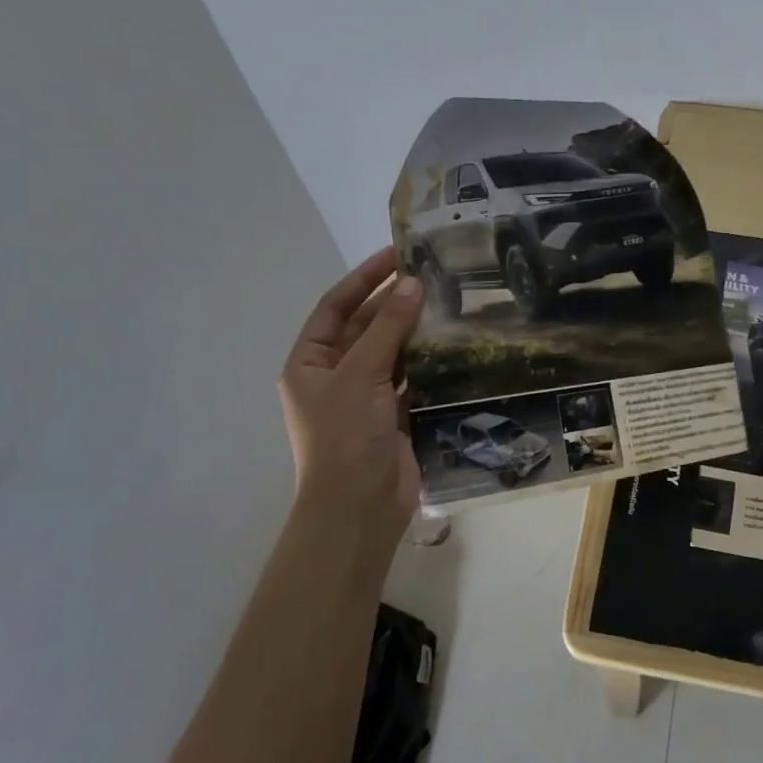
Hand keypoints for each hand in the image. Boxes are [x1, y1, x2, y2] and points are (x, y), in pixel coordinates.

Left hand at [279, 248, 424, 548]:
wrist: (358, 508)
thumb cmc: (345, 436)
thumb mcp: (361, 374)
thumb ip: (388, 327)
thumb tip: (412, 283)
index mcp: (310, 363)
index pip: (336, 307)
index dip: (364, 278)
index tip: (396, 253)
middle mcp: (334, 376)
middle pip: (365, 328)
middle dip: (394, 302)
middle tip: (432, 275)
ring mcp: (364, 398)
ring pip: (391, 353)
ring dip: (414, 331)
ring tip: (449, 302)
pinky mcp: (393, 417)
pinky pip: (412, 380)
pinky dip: (428, 363)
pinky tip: (453, 345)